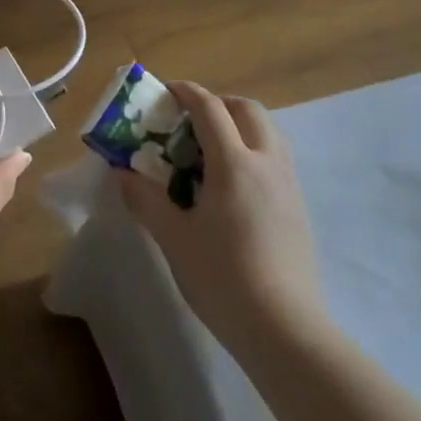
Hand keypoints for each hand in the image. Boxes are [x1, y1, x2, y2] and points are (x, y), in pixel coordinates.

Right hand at [116, 82, 326, 351]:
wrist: (284, 330)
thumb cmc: (222, 278)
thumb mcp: (173, 238)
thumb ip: (145, 199)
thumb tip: (121, 173)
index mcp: (234, 164)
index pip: (210, 109)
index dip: (187, 92)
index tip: (166, 91)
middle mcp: (267, 163)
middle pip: (248, 109)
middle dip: (218, 104)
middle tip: (190, 121)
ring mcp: (288, 185)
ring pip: (268, 131)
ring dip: (239, 125)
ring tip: (209, 150)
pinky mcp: (298, 207)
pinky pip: (276, 157)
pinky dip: (253, 150)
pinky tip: (232, 185)